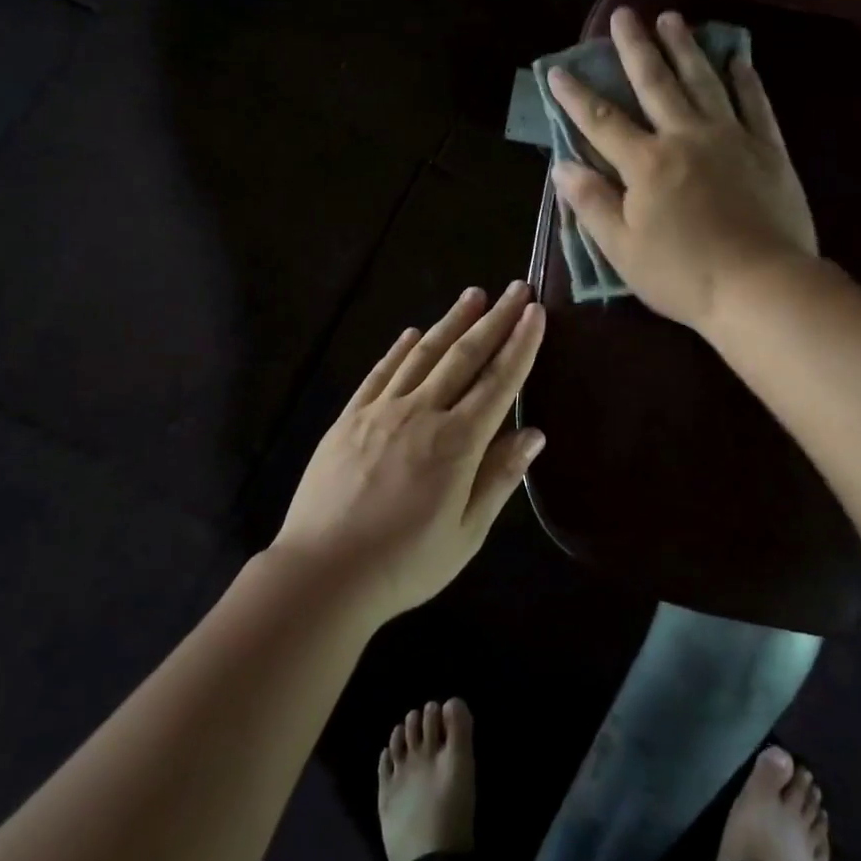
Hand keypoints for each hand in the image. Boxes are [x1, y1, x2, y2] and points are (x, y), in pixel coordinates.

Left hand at [273, 282, 546, 619]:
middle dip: (495, 319)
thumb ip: (499, 478)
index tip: (536, 313)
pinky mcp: (350, 418)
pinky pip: (380, 373)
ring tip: (474, 294)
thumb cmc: (404, 563)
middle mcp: (422, 413)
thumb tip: (534, 434)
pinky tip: (412, 333)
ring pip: (424, 354)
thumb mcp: (466, 533)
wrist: (323, 572)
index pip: (499, 382)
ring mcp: (381, 410)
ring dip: (451, 322)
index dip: (521, 345)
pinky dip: (399, 349)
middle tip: (516, 288)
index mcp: (457, 442)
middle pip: (464, 356)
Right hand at [548, 6, 818, 331]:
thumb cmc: (683, 274)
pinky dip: (746, 80)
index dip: (576, 96)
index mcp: (646, 164)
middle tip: (623, 15)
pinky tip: (738, 59)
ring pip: (704, 82)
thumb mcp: (622, 249)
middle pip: (656, 84)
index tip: (557, 70)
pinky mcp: (769, 150)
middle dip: (635, 48)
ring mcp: (732, 139)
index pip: (601, 121)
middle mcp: (686, 138)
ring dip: (685, 48)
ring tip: (672, 18)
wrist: (761, 287)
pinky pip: (756, 105)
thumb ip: (592, 204)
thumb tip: (563, 166)